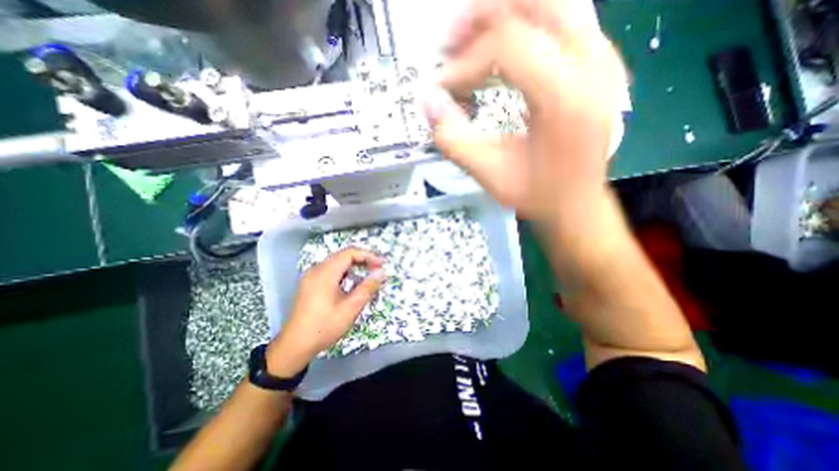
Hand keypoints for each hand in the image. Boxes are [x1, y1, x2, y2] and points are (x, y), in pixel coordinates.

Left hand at [265, 248, 385, 376]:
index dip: (368, 255)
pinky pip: (330, 269)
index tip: (382, 264)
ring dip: (354, 265)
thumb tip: (381, 272)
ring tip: (368, 273)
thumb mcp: (350, 309)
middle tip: (378, 268)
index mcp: (324, 273)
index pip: (349, 253)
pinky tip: (352, 281)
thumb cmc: (324, 327)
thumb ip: (367, 288)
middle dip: (362, 259)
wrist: (294, 346)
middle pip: (343, 255)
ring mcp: (311, 276)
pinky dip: (345, 271)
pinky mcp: (309, 283)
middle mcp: (316, 269)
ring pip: (337, 262)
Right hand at [428, 0, 628, 228]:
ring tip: (472, 44)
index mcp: (564, 97)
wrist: (576, 203)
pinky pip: (563, 20)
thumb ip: (453, 140)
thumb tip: (427, 102)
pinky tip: (503, 55)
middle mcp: (592, 65)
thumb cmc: (537, 194)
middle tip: (452, 44)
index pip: (506, 44)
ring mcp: (602, 59)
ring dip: (504, 15)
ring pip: (553, 1)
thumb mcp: (489, 174)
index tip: (443, 88)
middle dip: (483, 16)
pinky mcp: (599, 64)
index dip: (465, 63)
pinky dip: (525, 27)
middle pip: (534, 1)